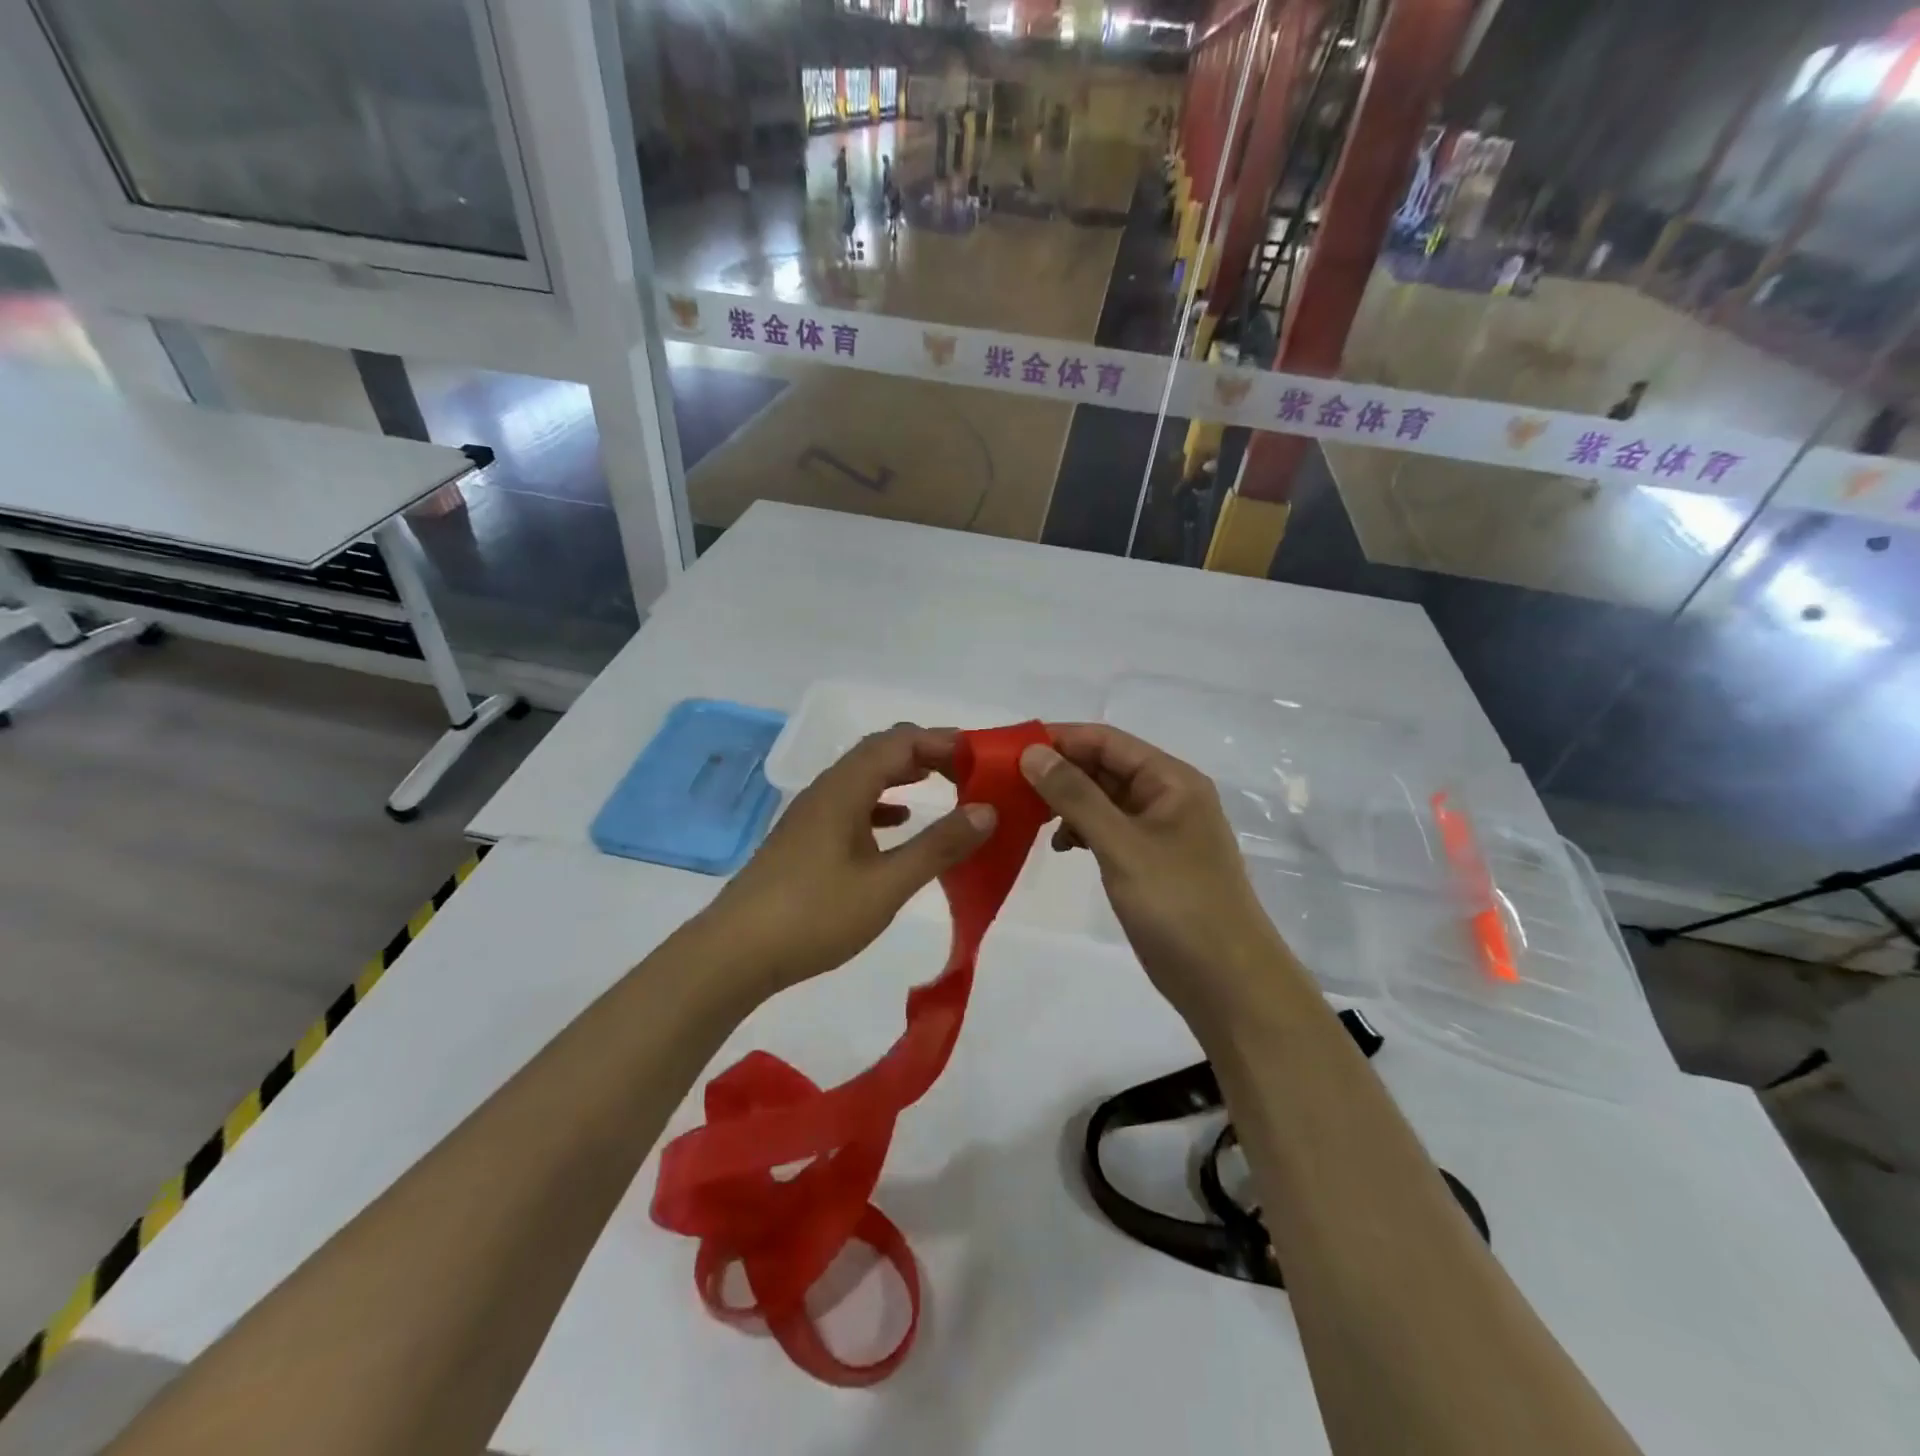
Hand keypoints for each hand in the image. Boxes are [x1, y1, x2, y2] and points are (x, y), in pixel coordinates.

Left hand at [701, 725, 996, 1000]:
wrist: (734, 954)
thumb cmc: (814, 915)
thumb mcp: (886, 884)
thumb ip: (938, 846)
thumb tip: (987, 810)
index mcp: (844, 789)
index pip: (899, 742)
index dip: (941, 742)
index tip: (981, 759)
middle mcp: (826, 790)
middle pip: (880, 752)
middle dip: (926, 754)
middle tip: (968, 772)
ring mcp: (812, 815)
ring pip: (864, 777)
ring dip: (904, 775)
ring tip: (943, 787)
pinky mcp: (805, 840)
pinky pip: (852, 804)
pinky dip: (882, 804)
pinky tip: (898, 823)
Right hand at [1021, 725, 1303, 1024]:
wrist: (1226, 982)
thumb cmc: (1178, 904)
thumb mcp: (1121, 845)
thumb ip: (1075, 795)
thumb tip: (1032, 752)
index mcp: (1171, 780)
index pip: (1106, 741)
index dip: (1058, 739)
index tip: (1008, 751)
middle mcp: (1166, 796)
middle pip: (1103, 767)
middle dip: (1058, 772)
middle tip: (1007, 785)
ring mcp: (1159, 830)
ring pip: (1103, 799)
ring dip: (1066, 803)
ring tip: (1026, 816)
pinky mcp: (1149, 861)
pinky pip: (1108, 829)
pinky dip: (1082, 831)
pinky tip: (1061, 846)